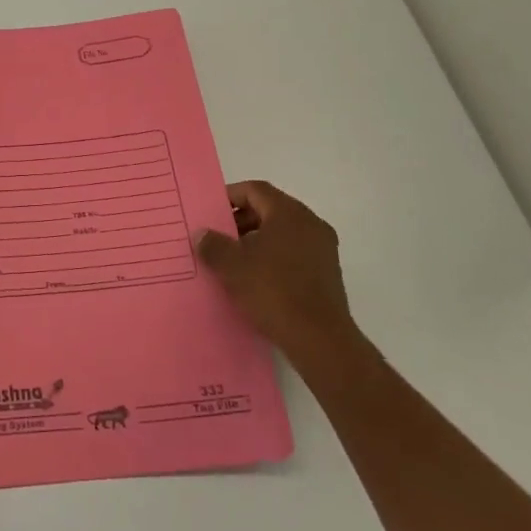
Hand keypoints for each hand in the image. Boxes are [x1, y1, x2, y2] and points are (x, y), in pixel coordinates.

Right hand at [197, 181, 359, 370]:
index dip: (229, 196)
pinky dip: (273, 257)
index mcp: (289, 213)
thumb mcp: (231, 266)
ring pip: (283, 232)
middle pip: (269, 209)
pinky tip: (256, 279)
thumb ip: (213, 244)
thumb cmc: (272, 291)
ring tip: (233, 261)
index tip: (210, 212)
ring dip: (256, 240)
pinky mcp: (328, 273)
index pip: (255, 190)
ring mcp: (323, 249)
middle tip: (218, 238)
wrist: (319, 339)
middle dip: (241, 221)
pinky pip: (295, 252)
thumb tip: (203, 234)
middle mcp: (310, 223)